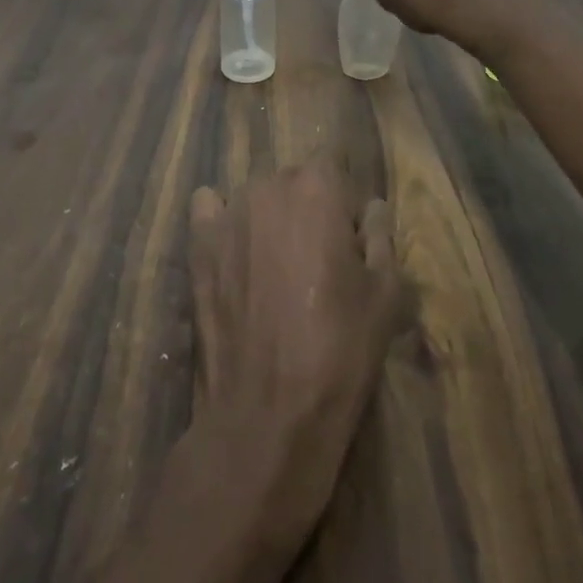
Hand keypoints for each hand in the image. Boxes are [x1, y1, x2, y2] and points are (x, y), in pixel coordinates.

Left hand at [187, 159, 399, 547]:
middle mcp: (268, 186)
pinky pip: (208, 208)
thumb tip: (372, 208)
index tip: (349, 245)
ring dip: (268, 218)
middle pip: (294, 182)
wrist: (268, 413)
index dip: (344, 206)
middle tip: (316, 262)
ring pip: (255, 197)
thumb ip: (380, 236)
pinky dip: (221, 220)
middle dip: (308, 209)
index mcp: (317, 187)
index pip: (334, 169)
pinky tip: (233, 252)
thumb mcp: (385, 294)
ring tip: (274, 268)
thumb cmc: (339, 349)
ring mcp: (228, 212)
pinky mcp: (198, 242)